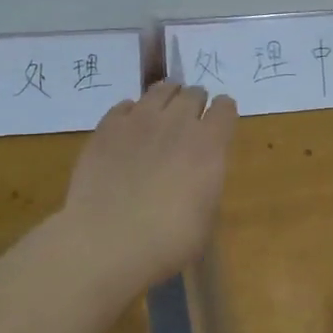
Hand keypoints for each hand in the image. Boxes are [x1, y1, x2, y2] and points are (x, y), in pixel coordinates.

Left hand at [60, 82, 237, 292]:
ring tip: (163, 113)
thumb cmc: (168, 242)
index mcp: (210, 144)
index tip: (220, 124)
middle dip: (196, 103)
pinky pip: (125, 105)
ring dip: (167, 98)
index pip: (225, 108)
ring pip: (160, 89)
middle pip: (193, 94)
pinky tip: (129, 129)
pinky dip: (132, 113)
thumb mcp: (207, 219)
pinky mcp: (106, 128)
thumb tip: (198, 179)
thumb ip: (207, 186)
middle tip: (191, 120)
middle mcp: (177, 123)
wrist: (107, 243)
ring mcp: (139, 121)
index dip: (224, 113)